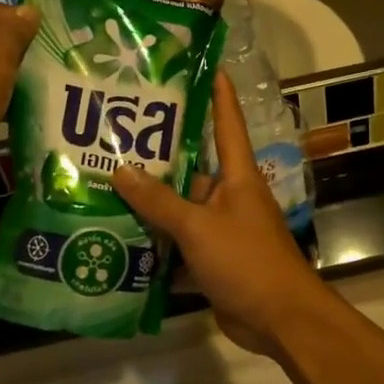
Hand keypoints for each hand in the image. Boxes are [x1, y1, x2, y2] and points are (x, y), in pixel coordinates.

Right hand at [113, 74, 329, 354]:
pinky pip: (179, 242)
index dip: (219, 93)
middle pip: (192, 168)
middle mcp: (229, 196)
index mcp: (237, 176)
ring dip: (151, 204)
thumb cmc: (247, 260)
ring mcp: (221, 229)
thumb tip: (120, 169)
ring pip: (180, 208)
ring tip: (104, 184)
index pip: (227, 123)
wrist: (279, 319)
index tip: (206, 64)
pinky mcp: (212, 260)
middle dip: (158, 157)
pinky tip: (119, 236)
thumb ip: (159, 201)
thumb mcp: (199, 226)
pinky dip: (155, 242)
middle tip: (115, 137)